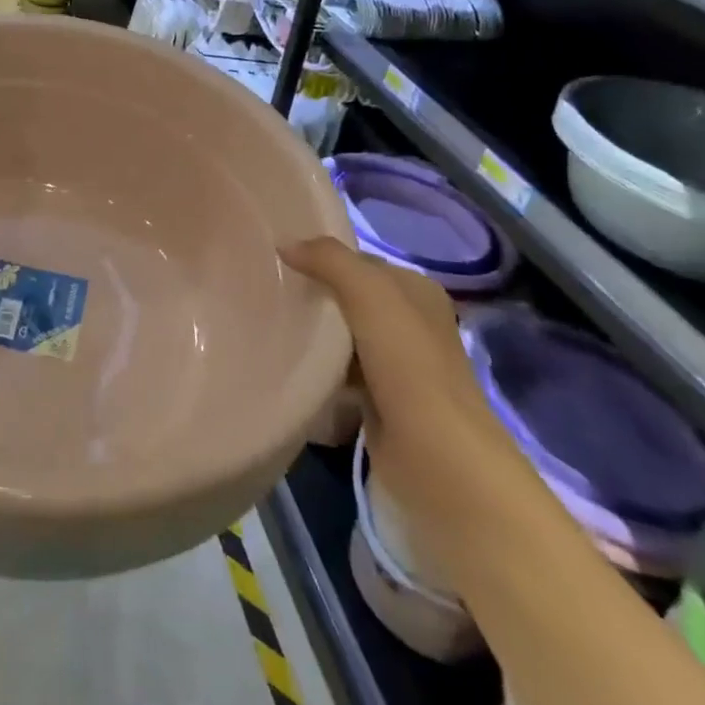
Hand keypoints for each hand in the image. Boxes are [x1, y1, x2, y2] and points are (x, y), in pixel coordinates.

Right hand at [280, 238, 519, 554]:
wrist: (438, 460)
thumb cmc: (408, 365)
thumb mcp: (369, 294)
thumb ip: (329, 260)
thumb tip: (284, 244)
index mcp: (418, 292)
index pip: (360, 263)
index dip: (323, 258)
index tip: (277, 261)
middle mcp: (413, 325)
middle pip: (351, 300)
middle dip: (315, 297)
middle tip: (266, 292)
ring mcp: (399, 369)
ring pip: (344, 338)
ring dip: (315, 336)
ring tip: (269, 326)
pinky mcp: (382, 406)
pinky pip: (341, 377)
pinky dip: (319, 374)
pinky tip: (289, 369)